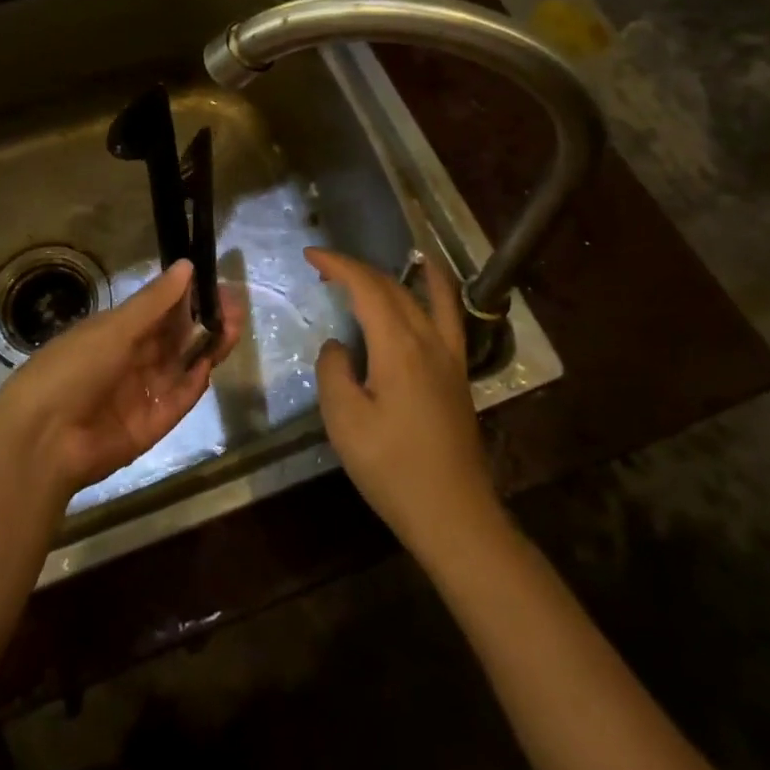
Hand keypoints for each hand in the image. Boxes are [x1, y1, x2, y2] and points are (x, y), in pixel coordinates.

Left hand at [0, 260, 242, 499]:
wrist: (43, 439)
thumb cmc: (73, 368)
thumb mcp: (115, 328)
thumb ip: (155, 301)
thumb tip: (186, 265)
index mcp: (113, 334)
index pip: (158, 312)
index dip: (187, 298)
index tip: (216, 285)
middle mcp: (128, 361)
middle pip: (175, 339)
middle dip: (204, 322)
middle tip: (236, 306)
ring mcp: (139, 395)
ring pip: (181, 367)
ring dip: (206, 348)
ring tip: (234, 328)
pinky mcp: (149, 427)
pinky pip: (177, 401)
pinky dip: (193, 385)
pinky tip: (209, 365)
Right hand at [310, 247, 499, 556]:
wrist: (453, 514)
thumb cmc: (393, 469)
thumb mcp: (345, 422)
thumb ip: (334, 372)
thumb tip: (338, 346)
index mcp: (398, 347)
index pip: (366, 288)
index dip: (338, 265)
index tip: (311, 255)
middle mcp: (428, 340)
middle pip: (393, 287)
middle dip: (357, 269)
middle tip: (324, 269)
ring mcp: (449, 356)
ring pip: (421, 296)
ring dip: (392, 275)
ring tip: (369, 269)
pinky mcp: (458, 373)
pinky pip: (448, 315)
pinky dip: (436, 289)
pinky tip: (429, 285)